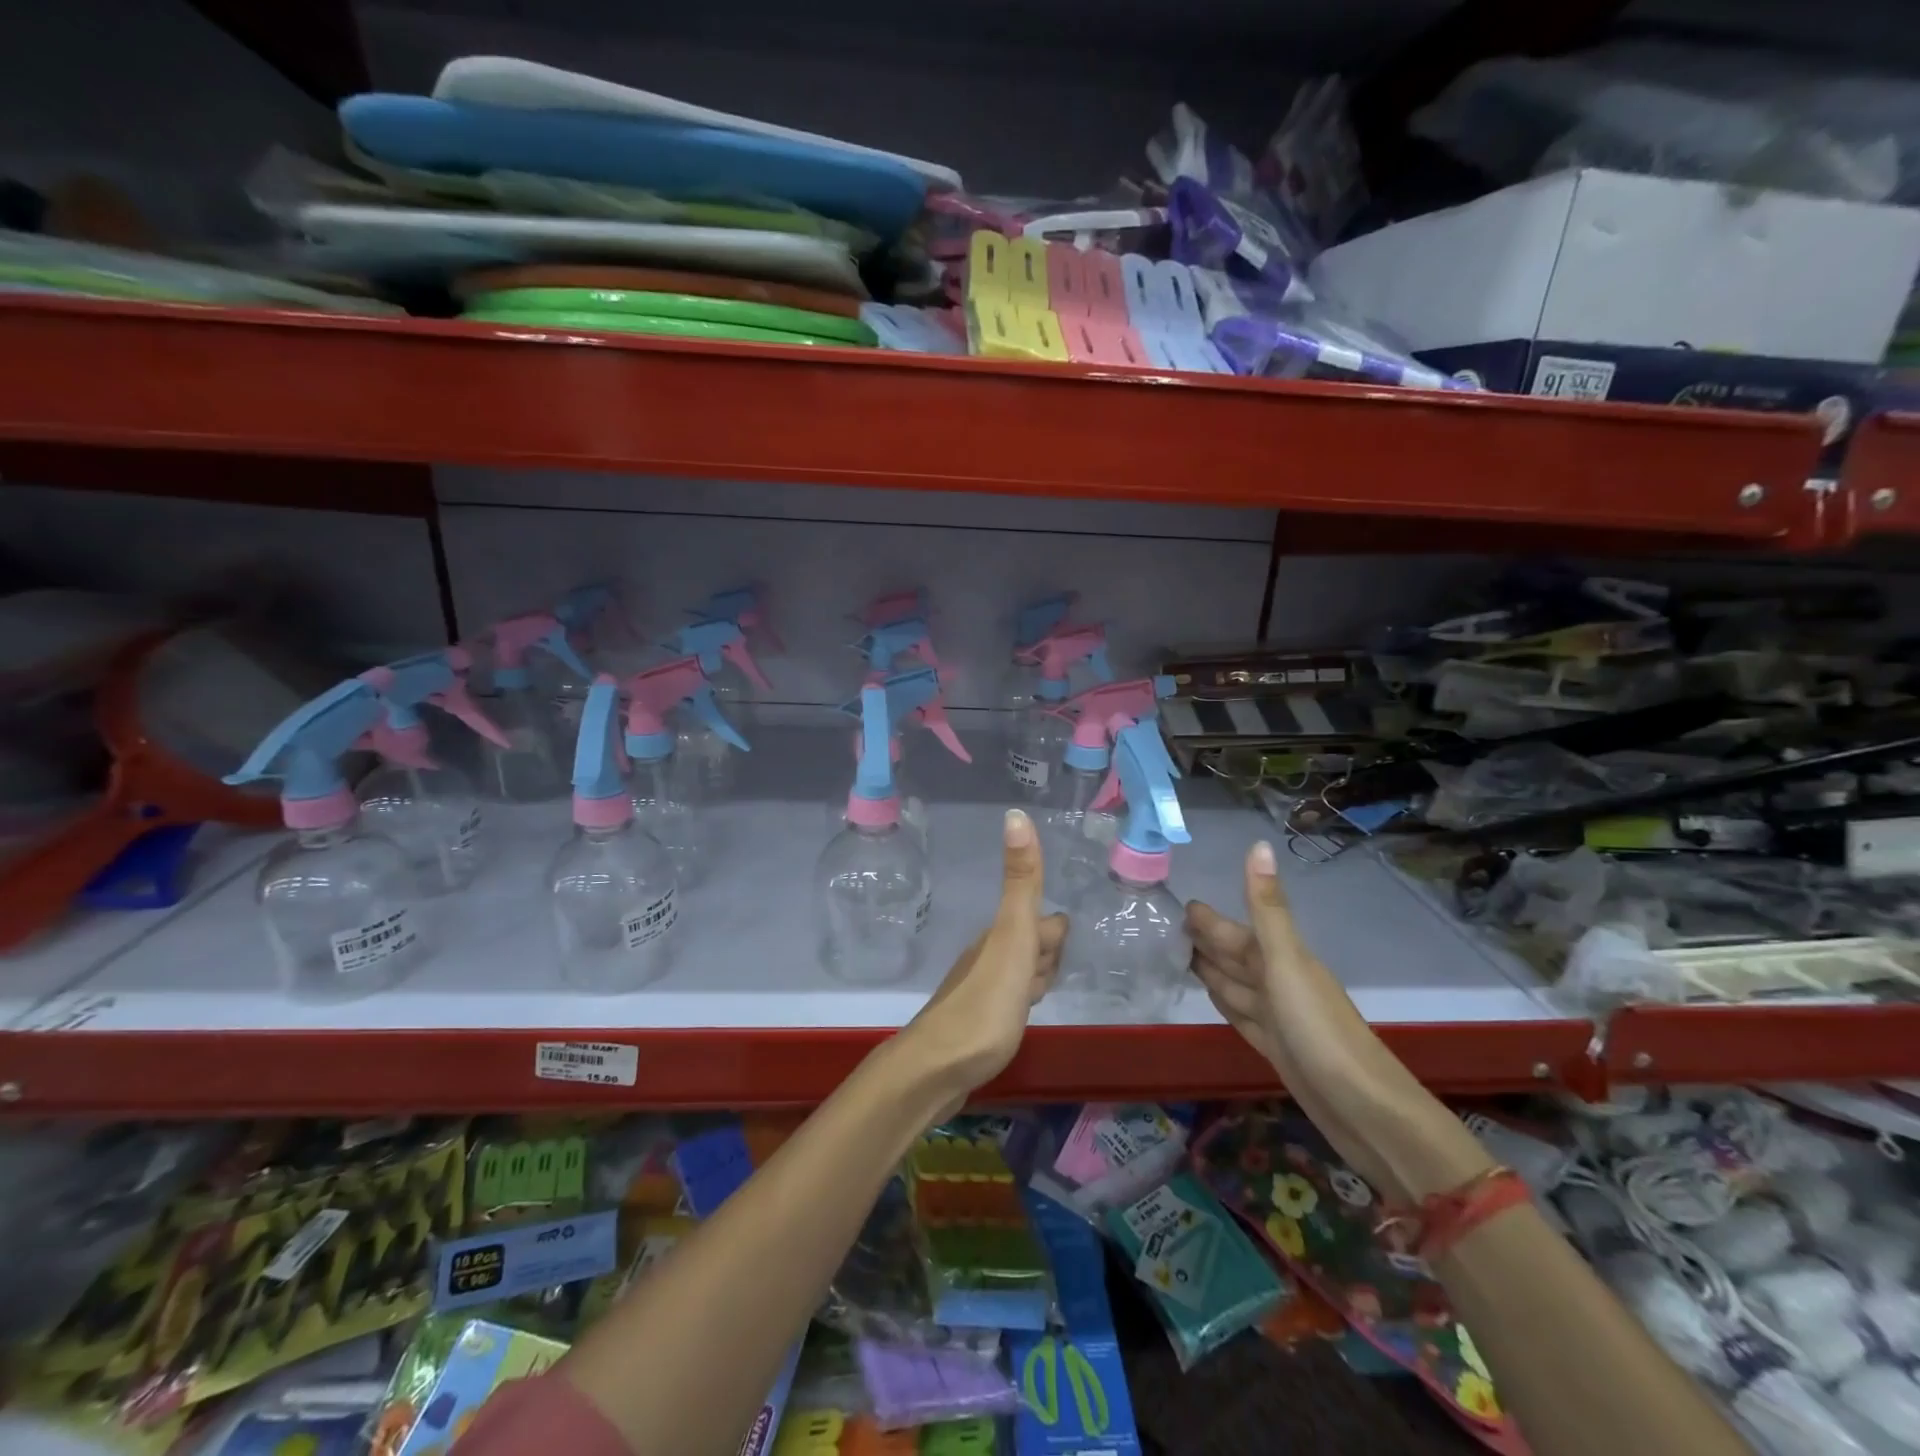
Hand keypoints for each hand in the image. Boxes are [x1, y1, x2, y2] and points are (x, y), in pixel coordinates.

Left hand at [901, 808, 1065, 1112]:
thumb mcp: (1013, 936)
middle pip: (1030, 945)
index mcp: (1000, 937)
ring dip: (1034, 976)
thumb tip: (1016, 814)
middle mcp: (989, 958)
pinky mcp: (978, 1025)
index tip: (1069, 938)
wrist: (938, 1068)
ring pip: (1018, 973)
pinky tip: (1021, 1014)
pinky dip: (1021, 1001)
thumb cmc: (985, 1003)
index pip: (1042, 923)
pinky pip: (1007, 1001)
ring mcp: (981, 992)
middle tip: (1058, 967)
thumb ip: (1021, 881)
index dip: (1055, 933)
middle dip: (1047, 951)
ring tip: (1044, 988)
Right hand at [1188, 841, 1491, 1204]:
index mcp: (1280, 958)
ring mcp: (1278, 1017)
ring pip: (1235, 984)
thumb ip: (1267, 908)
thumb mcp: (1287, 962)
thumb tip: (1259, 844)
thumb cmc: (1319, 1030)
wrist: (1364, 1110)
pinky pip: (1241, 1014)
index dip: (1207, 919)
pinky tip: (1211, 996)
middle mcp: (1279, 982)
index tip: (1177, 903)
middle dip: (1204, 940)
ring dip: (1209, 969)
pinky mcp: (1276, 1048)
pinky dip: (1224, 1001)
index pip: (1235, 931)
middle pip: (1233, 956)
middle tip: (1164, 926)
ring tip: (1177, 956)